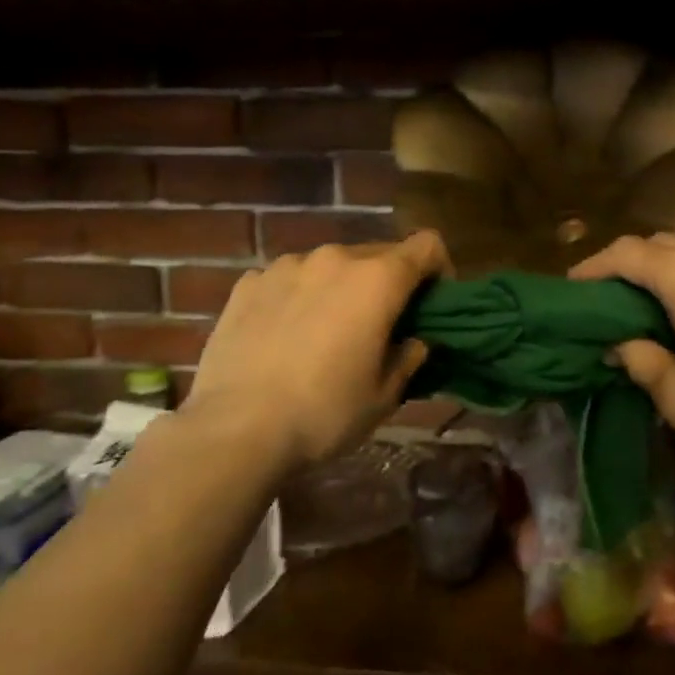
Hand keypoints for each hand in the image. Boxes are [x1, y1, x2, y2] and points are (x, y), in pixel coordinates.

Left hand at [180, 233, 450, 473]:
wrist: (236, 429)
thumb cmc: (325, 412)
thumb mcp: (384, 395)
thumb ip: (408, 357)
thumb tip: (413, 340)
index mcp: (377, 280)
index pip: (427, 245)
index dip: (438, 268)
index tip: (432, 303)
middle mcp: (334, 259)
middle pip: (378, 254)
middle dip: (388, 283)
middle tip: (381, 326)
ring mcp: (286, 267)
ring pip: (331, 266)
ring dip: (340, 288)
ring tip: (327, 331)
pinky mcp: (247, 283)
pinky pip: (289, 279)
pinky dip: (298, 296)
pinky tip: (284, 335)